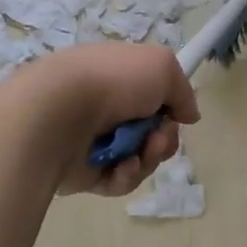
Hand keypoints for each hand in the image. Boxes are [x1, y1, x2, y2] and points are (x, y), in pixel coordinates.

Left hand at [0, 42, 201, 198]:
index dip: (170, 106)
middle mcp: (106, 106)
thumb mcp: (162, 66)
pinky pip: (118, 180)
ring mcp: (94, 140)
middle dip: (164, 137)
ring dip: (149, 157)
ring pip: (139, 157)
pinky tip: (120, 166)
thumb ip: (183, 91)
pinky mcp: (84, 172)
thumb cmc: (112, 81)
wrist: (58, 113)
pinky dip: (125, 174)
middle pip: (152, 131)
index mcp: (119, 76)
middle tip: (159, 137)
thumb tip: (188, 115)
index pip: (153, 94)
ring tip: (141, 152)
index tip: (178, 114)